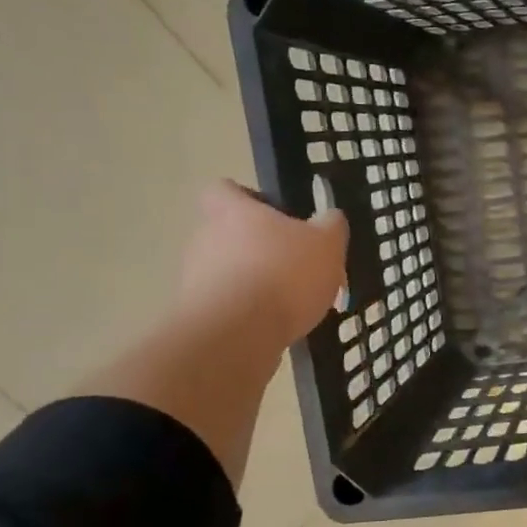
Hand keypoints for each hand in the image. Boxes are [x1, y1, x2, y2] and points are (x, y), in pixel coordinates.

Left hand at [178, 180, 347, 353]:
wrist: (236, 336)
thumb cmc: (283, 275)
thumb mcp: (327, 244)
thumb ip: (331, 226)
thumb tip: (330, 217)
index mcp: (232, 212)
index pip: (224, 189)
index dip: (248, 198)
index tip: (275, 215)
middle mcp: (205, 238)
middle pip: (229, 233)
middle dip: (260, 248)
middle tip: (297, 265)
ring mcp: (195, 278)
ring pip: (229, 271)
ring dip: (256, 282)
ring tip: (293, 302)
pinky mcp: (196, 315)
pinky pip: (227, 305)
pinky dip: (249, 312)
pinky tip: (277, 325)